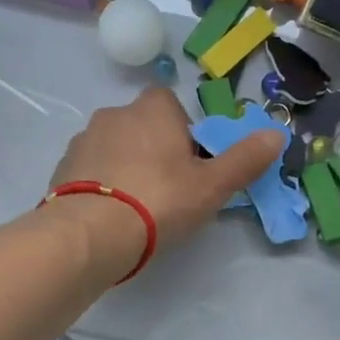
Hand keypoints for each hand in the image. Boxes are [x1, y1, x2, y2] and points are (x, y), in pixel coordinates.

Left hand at [49, 88, 282, 271]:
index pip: (173, 107)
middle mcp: (115, 113)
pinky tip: (111, 215)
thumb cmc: (160, 200)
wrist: (91, 232)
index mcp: (154, 109)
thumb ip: (245, 159)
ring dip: (126, 167)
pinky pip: (91, 170)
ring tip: (137, 208)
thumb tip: (277, 134)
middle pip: (143, 127)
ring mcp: (84, 139)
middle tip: (168, 191)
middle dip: (155, 151)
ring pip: (115, 148)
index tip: (191, 167)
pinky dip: (102, 185)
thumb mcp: (212, 185)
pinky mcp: (62, 168)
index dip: (185, 135)